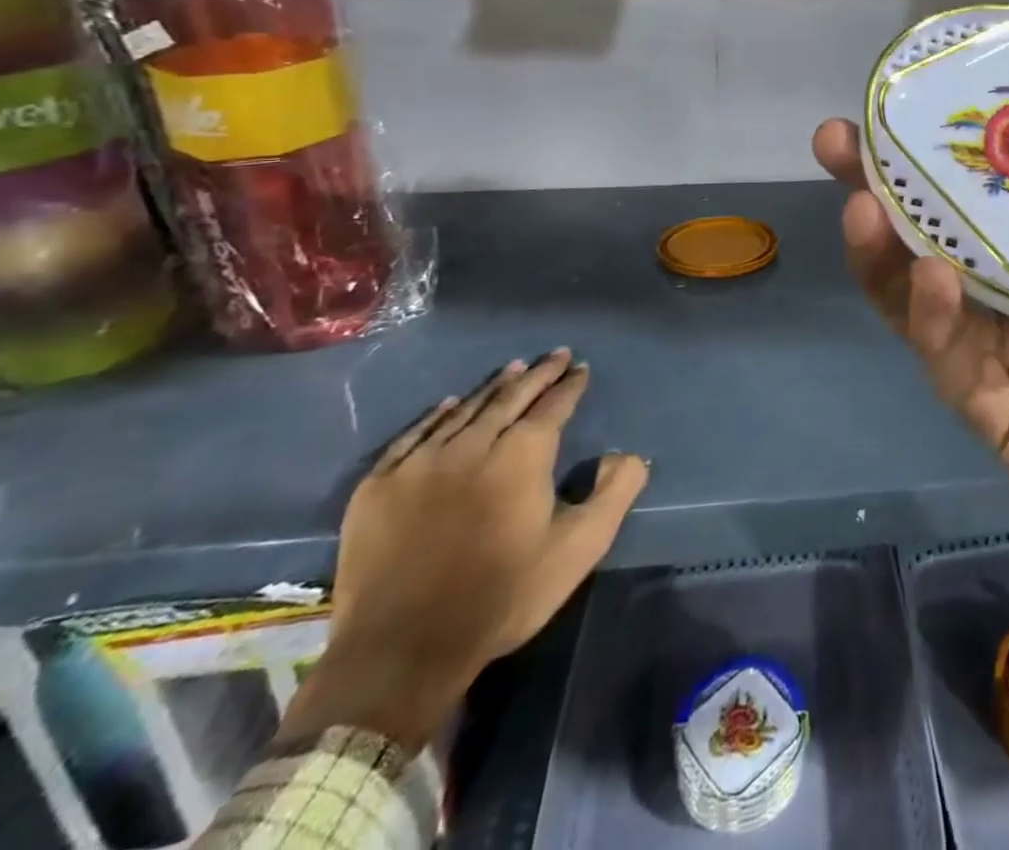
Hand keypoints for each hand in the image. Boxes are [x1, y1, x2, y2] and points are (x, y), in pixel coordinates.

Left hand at [275, 350, 650, 752]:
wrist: (401, 653)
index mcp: (522, 455)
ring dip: (494, 387)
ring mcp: (420, 462)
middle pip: (510, 397)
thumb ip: (615, 493)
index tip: (581, 368)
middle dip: (538, 374)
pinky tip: (449, 404)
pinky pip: (414, 435)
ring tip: (514, 369)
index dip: (570, 385)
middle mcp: (472, 444)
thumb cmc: (502, 597)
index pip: (553, 406)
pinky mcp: (379, 486)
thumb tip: (629, 454)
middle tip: (555, 355)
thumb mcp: (579, 549)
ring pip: (465, 410)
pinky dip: (437, 415)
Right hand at [814, 94, 1008, 809]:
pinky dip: (935, 322)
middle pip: (961, 237)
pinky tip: (928, 273)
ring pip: (936, 300)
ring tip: (864, 194)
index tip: (952, 92)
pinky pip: (960, 369)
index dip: (988, 148)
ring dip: (891, 250)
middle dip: (899, 188)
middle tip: (848, 135)